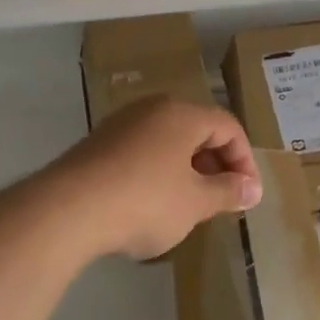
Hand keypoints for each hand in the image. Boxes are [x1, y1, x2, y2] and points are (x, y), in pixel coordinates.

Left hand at [49, 97, 261, 259]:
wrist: (66, 210)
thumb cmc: (144, 201)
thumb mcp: (195, 203)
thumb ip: (228, 193)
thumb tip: (252, 189)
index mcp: (181, 114)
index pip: (228, 127)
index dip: (245, 161)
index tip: (247, 195)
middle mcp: (151, 109)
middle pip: (197, 130)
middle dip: (216, 165)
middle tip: (221, 200)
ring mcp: (120, 125)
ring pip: (167, 142)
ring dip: (186, 170)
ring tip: (189, 205)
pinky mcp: (97, 145)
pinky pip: (141, 152)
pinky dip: (157, 173)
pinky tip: (151, 205)